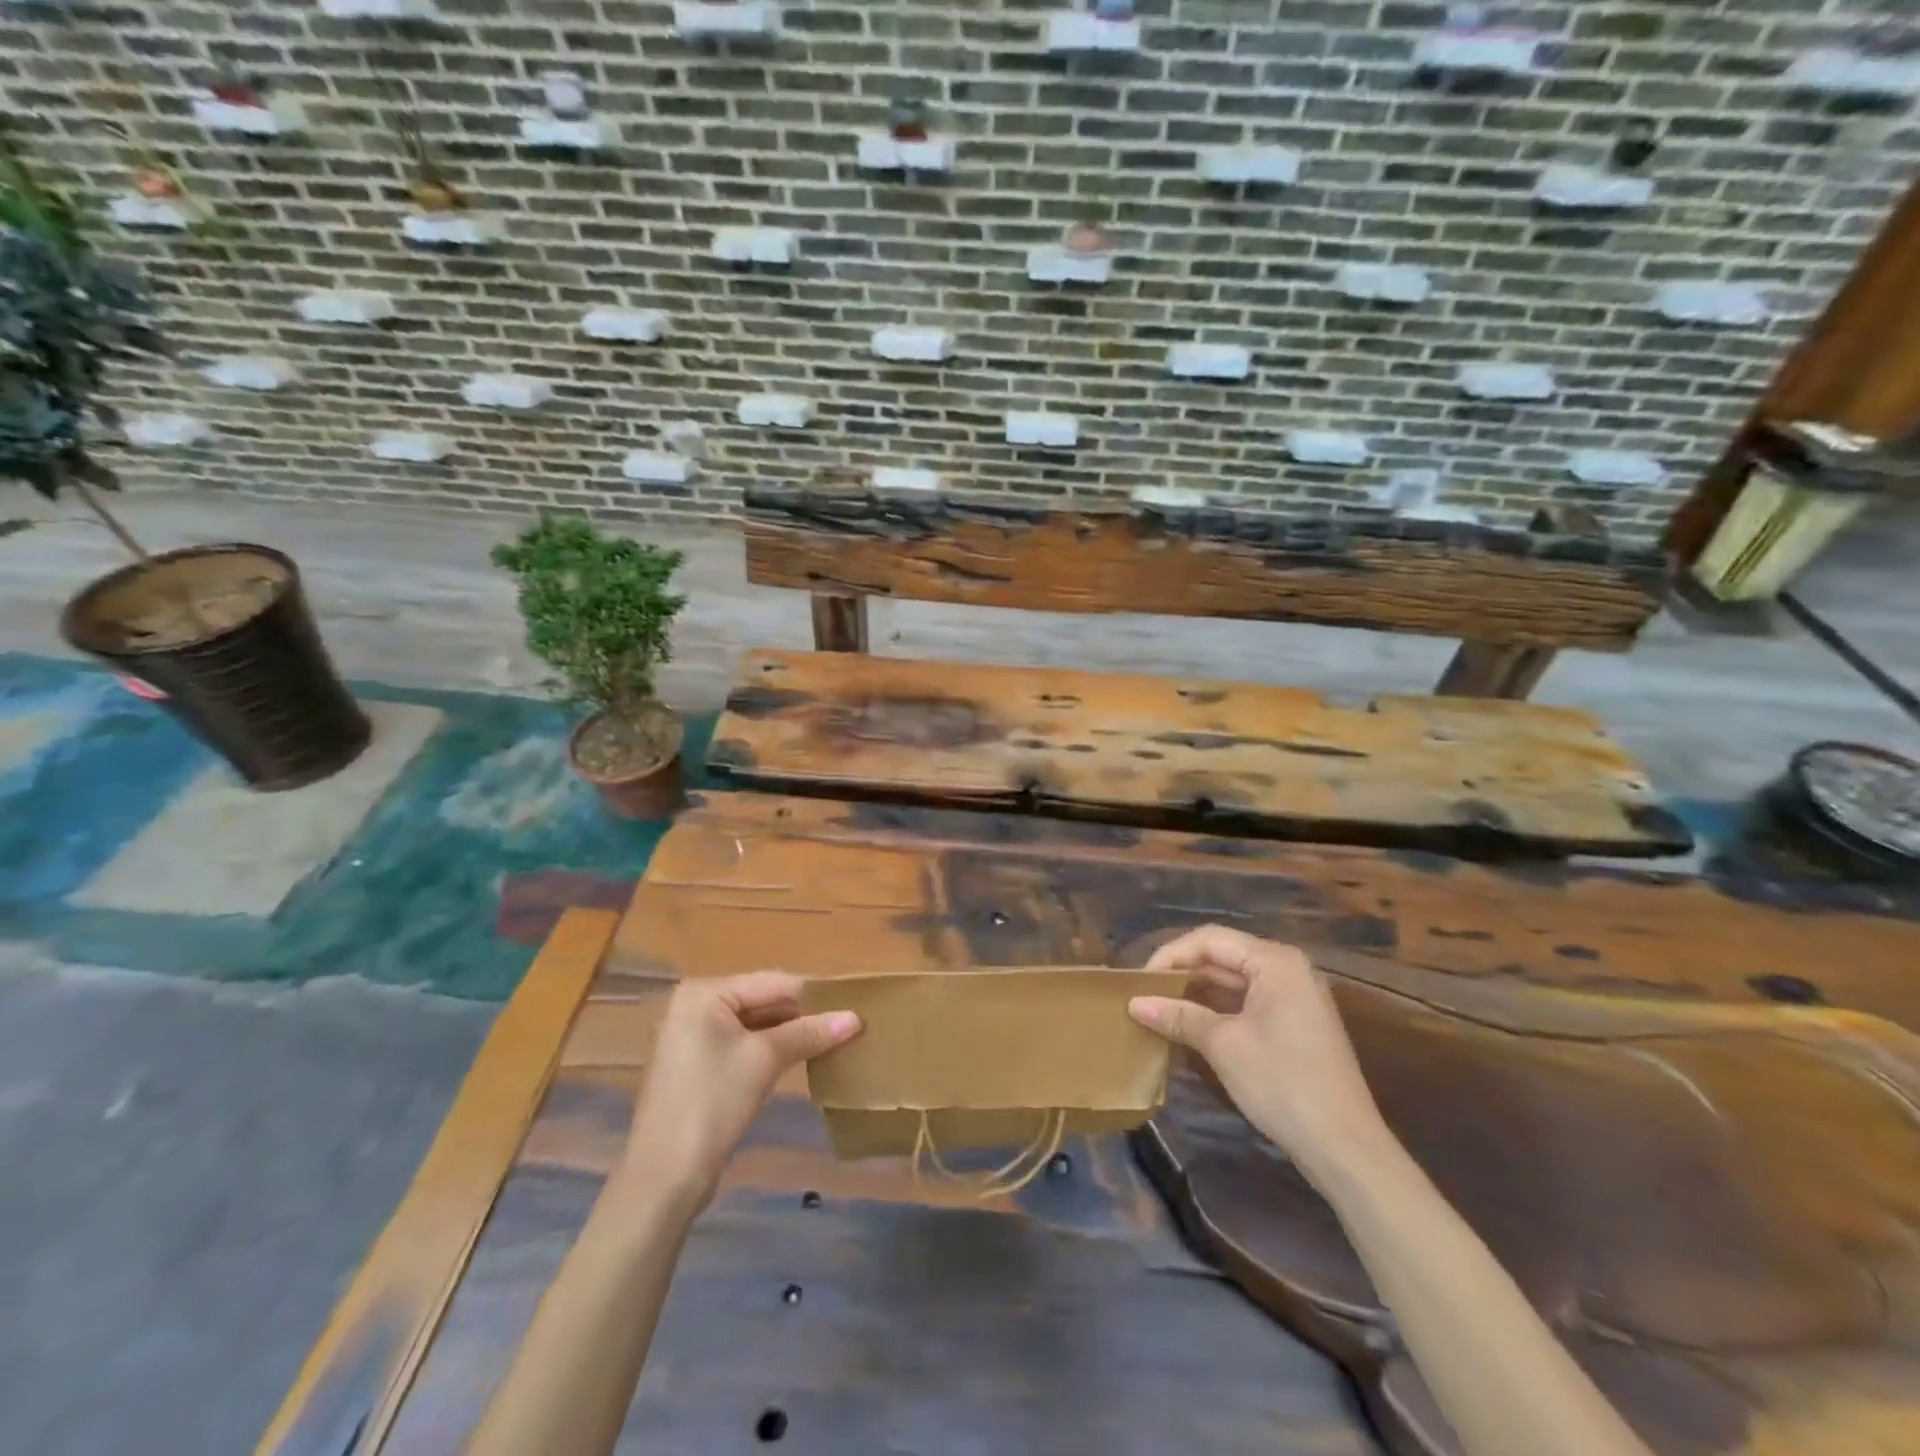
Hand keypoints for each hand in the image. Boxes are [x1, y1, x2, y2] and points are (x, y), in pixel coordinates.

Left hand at [623, 972, 860, 1210]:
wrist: (664, 1177)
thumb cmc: (713, 1103)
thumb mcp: (766, 1060)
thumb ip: (809, 1033)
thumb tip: (856, 1018)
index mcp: (704, 992)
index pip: (773, 982)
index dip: (814, 996)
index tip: (852, 1007)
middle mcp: (694, 1005)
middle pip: (763, 1000)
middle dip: (801, 1016)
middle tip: (845, 1027)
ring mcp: (692, 1036)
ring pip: (754, 1024)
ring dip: (788, 1034)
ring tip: (830, 1042)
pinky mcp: (696, 1065)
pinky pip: (741, 1044)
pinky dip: (768, 1050)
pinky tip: (798, 1060)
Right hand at [1129, 926, 1386, 1168]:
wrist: (1346, 1149)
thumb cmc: (1282, 1083)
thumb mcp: (1223, 1045)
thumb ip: (1178, 1016)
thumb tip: (1134, 1003)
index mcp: (1275, 961)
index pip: (1209, 939)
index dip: (1170, 955)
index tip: (1139, 982)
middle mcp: (1287, 969)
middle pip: (1222, 957)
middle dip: (1181, 975)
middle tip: (1143, 996)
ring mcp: (1295, 997)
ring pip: (1233, 982)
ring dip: (1196, 995)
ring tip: (1158, 1011)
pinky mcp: (1295, 1024)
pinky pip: (1247, 1003)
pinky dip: (1217, 1011)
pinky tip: (1189, 1028)